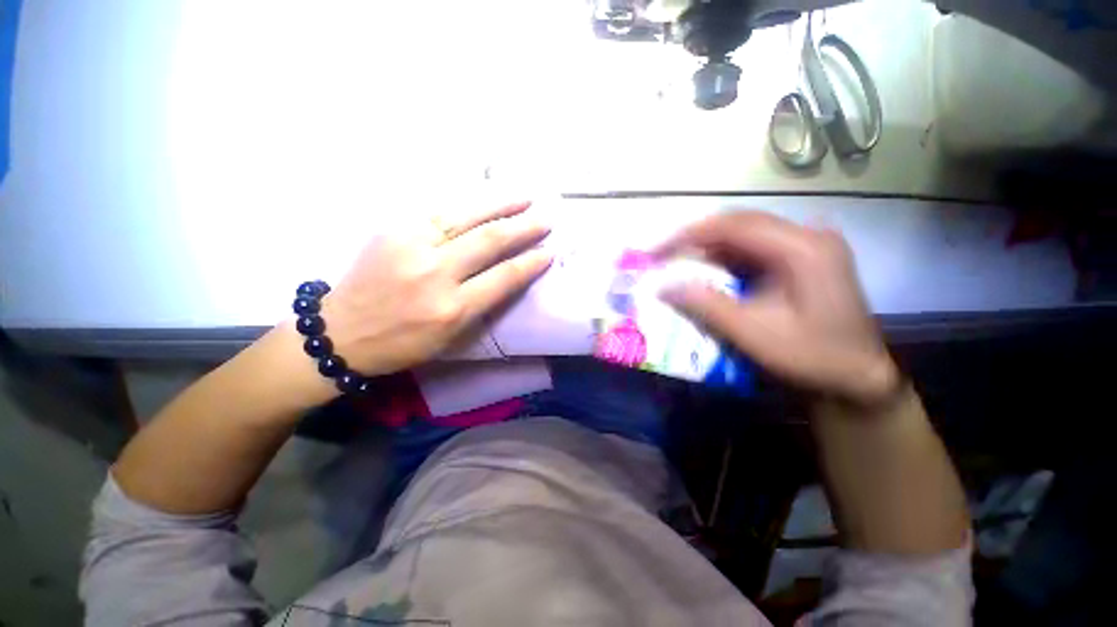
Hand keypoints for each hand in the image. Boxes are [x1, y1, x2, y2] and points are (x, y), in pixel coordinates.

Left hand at [320, 201, 551, 375]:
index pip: (503, 278)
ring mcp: (412, 246)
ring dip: (500, 205)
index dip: (530, 263)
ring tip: (524, 197)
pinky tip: (485, 198)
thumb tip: (508, 276)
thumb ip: (481, 306)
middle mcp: (436, 274)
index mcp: (452, 309)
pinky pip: (440, 211)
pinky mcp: (394, 230)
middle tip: (545, 219)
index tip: (549, 252)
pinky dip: (468, 204)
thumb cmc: (402, 343)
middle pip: (489, 242)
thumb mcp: (450, 338)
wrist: (341, 331)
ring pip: (466, 217)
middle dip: (523, 228)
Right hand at [657, 211, 898, 404]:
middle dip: (696, 238)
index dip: (689, 234)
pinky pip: (755, 249)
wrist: (859, 379)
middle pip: (739, 223)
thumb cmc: (812, 358)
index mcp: (802, 248)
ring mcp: (808, 246)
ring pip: (745, 235)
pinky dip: (726, 258)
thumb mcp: (753, 334)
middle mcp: (807, 236)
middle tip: (662, 256)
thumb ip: (705, 305)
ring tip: (678, 263)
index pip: (734, 225)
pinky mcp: (803, 259)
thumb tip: (662, 286)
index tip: (656, 251)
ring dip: (709, 248)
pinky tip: (708, 272)